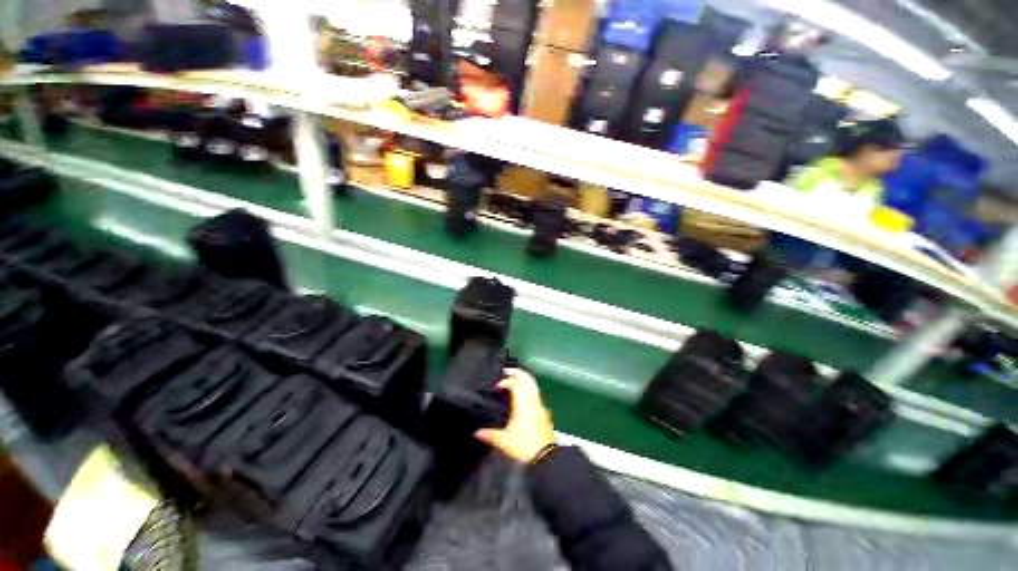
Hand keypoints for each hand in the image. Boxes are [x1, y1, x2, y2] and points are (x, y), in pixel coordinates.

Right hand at [474, 368, 554, 463]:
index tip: (497, 386)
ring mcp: (540, 405)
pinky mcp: (544, 412)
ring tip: (514, 379)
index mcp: (522, 404)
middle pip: (527, 379)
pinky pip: (536, 393)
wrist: (544, 458)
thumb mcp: (503, 441)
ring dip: (524, 379)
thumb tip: (477, 433)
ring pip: (533, 385)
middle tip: (507, 371)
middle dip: (517, 372)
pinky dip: (529, 388)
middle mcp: (532, 401)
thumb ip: (490, 435)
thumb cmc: (524, 446)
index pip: (515, 384)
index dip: (505, 381)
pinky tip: (523, 395)